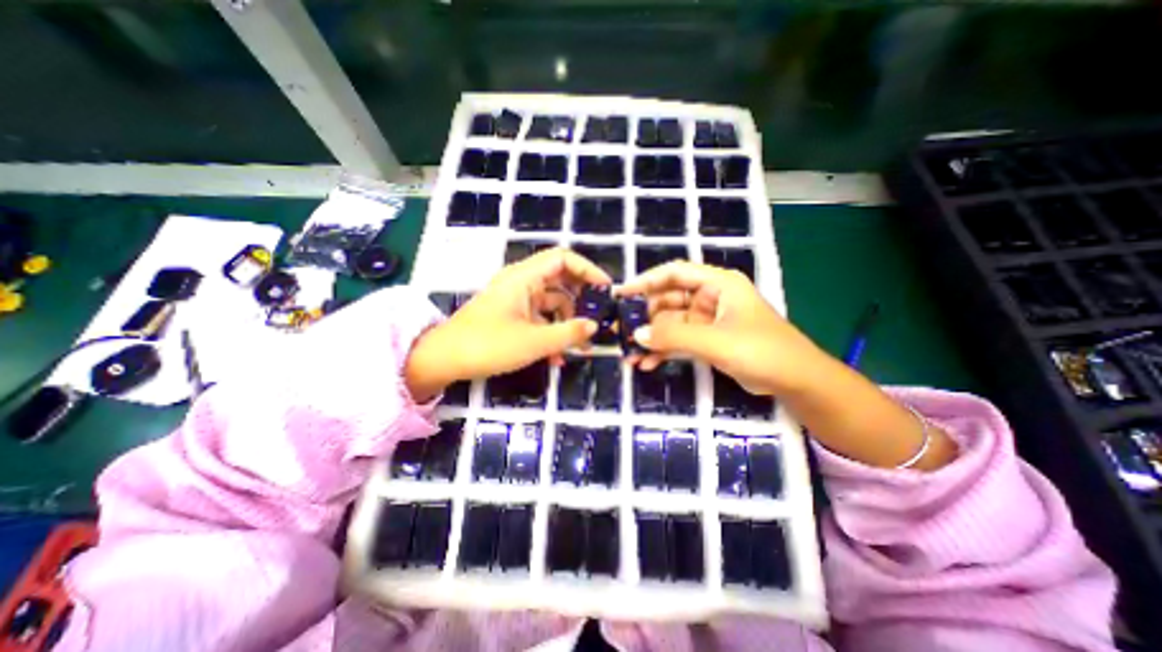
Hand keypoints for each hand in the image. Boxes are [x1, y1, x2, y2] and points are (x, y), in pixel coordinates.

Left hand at [406, 247, 610, 399]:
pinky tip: (557, 357)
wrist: (443, 360)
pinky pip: (539, 317)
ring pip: (551, 303)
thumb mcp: (534, 342)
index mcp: (524, 278)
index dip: (587, 270)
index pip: (563, 258)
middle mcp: (521, 283)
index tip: (605, 289)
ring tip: (580, 347)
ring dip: (566, 323)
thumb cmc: (488, 345)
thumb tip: (594, 326)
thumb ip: (568, 333)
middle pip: (560, 281)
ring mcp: (516, 299)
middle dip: (581, 301)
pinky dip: (551, 332)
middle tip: (598, 318)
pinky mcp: (511, 315)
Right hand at [610, 259, 830, 397]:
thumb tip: (637, 334)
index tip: (622, 294)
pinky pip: (679, 341)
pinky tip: (647, 364)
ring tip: (631, 355)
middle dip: (646, 318)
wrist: (795, 382)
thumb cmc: (761, 350)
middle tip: (623, 333)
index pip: (675, 273)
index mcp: (717, 284)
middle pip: (669, 300)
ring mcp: (708, 320)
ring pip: (671, 324)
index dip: (646, 280)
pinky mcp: (707, 340)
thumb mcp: (715, 341)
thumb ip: (675, 336)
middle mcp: (710, 297)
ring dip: (652, 339)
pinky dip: (664, 351)